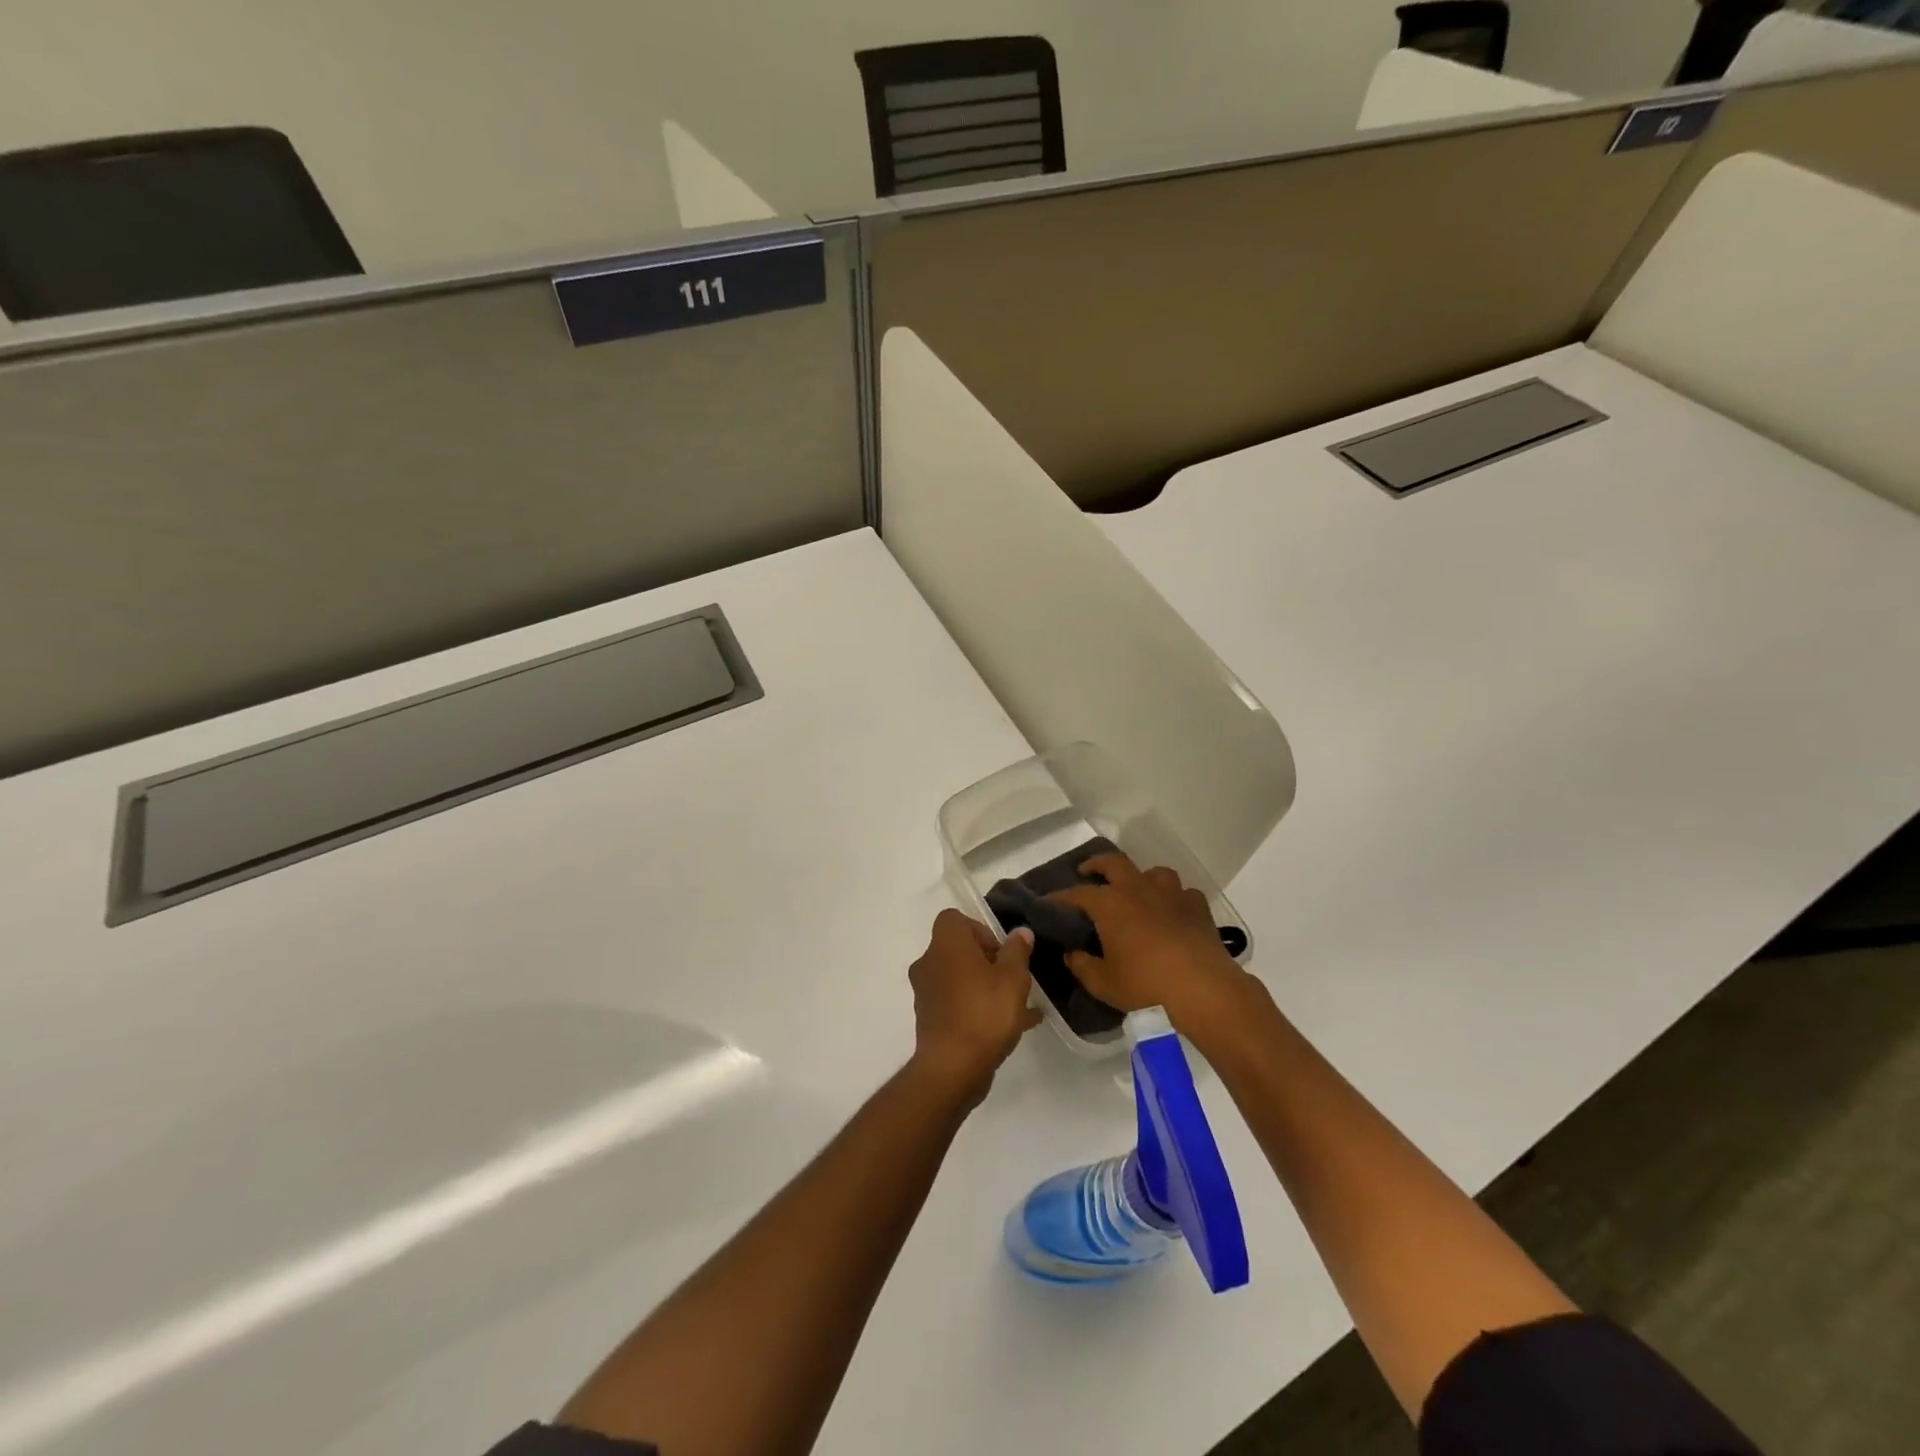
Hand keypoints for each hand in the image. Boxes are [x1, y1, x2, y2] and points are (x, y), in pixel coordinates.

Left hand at [908, 910, 1043, 1104]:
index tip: (1001, 952)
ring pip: (960, 979)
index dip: (980, 929)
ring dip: (986, 987)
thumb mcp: (1013, 978)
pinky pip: (957, 1005)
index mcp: (945, 944)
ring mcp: (926, 993)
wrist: (952, 1068)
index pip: (954, 919)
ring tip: (1019, 1007)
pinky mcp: (929, 1020)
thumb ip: (1017, 951)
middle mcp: (929, 963)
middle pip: (959, 950)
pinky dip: (979, 1009)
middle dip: (988, 962)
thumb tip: (1019, 932)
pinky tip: (1011, 1027)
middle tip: (1012, 980)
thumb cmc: (984, 1012)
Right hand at [1049, 853, 1263, 1044]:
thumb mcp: (1104, 983)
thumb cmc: (1146, 986)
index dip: (1061, 897)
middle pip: (1114, 863)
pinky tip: (1173, 912)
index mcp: (1110, 904)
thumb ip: (1082, 966)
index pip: (1078, 893)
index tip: (1049, 901)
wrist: (1203, 990)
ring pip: (1153, 872)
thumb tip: (1071, 954)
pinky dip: (1174, 899)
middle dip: (1097, 864)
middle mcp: (1138, 889)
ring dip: (1141, 878)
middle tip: (1088, 872)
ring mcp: (1171, 894)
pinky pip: (1183, 893)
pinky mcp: (1198, 907)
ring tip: (1136, 891)